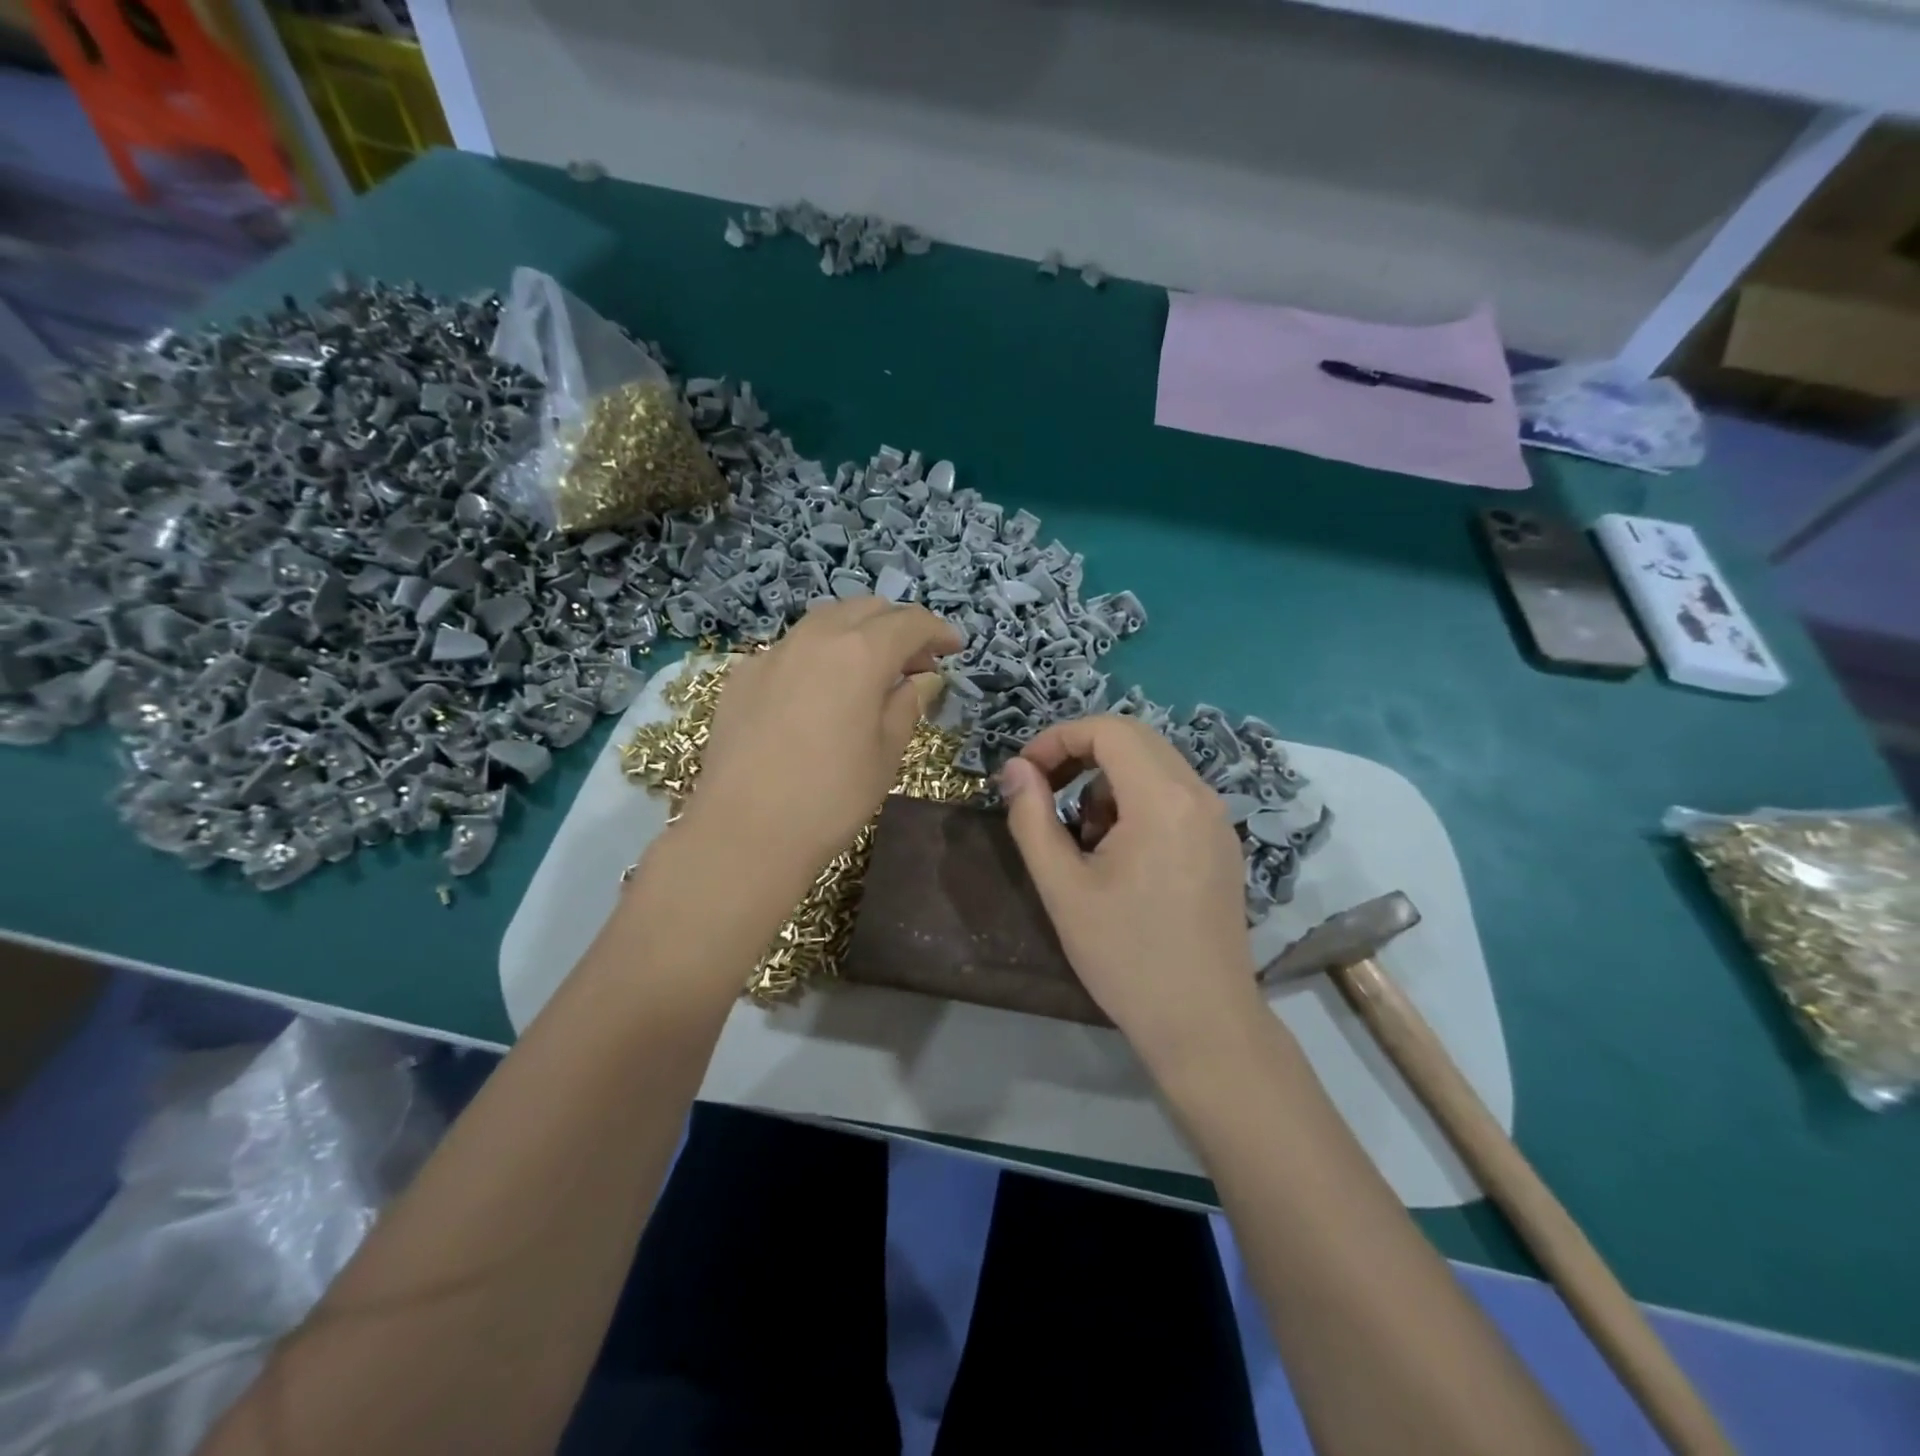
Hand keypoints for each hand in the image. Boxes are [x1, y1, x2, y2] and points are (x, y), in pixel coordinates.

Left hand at [683, 599, 961, 889]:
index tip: (954, 648)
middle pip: (865, 609)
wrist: (744, 832)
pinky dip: (818, 655)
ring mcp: (772, 654)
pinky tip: (819, 692)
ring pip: (824, 621)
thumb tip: (923, 679)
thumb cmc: (831, 798)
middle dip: (897, 626)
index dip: (937, 630)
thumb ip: (907, 705)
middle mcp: (815, 639)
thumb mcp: (886, 754)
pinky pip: (791, 649)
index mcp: (860, 654)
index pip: (908, 622)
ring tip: (870, 671)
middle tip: (915, 663)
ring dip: (856, 633)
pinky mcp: (742, 676)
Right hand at [999, 715, 1262, 1069]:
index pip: (1108, 730)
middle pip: (1135, 739)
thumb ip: (1032, 818)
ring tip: (1083, 838)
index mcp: (1163, 799)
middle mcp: (1199, 795)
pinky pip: (1173, 796)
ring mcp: (1218, 820)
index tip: (1025, 773)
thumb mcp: (1062, 887)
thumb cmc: (1125, 956)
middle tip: (1045, 792)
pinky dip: (1136, 802)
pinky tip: (1120, 855)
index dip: (1058, 739)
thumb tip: (1015, 769)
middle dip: (1081, 754)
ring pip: (1154, 766)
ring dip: (1108, 781)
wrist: (1203, 1023)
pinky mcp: (1222, 844)